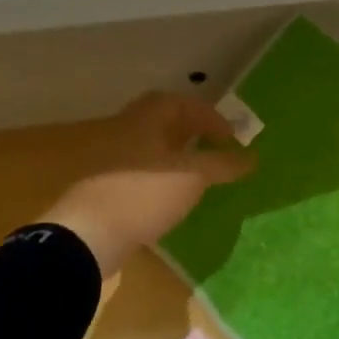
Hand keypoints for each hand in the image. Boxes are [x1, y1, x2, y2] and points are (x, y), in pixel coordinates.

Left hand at [43, 92, 254, 276]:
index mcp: (145, 119)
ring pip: (150, 146)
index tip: (231, 136)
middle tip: (214, 146)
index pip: (181, 102)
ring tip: (200, 171)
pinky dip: (162, 174)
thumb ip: (223, 164)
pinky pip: (141, 170)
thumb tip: (252, 158)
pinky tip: (174, 195)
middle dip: (191, 130)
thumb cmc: (143, 194)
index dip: (210, 115)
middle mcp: (125, 131)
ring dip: (177, 153)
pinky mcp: (106, 188)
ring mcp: (111, 160)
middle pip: (162, 121)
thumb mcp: (192, 176)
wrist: (87, 236)